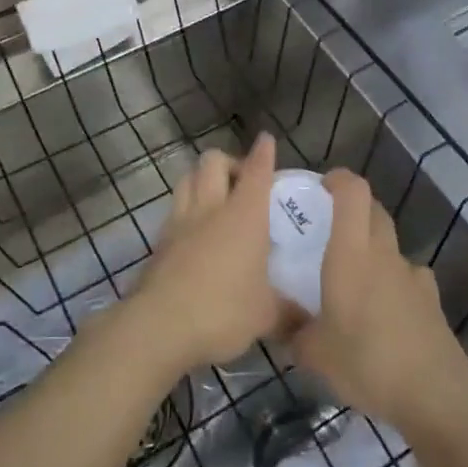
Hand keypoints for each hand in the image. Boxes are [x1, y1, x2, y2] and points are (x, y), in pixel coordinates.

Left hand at [132, 133, 291, 369]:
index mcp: (244, 215)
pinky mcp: (160, 242)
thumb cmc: (222, 311)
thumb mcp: (266, 316)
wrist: (158, 327)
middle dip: (229, 162)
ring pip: (187, 179)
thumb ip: (290, 313)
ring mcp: (180, 222)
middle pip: (213, 162)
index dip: (264, 153)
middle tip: (242, 182)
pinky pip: (174, 210)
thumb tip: (309, 321)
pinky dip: (186, 209)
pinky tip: (194, 232)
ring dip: (202, 179)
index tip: (267, 140)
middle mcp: (211, 208)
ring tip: (216, 198)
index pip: (256, 171)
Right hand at [291, 169, 467, 434]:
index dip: (339, 180)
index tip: (321, 187)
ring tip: (355, 279)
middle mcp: (383, 253)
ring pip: (390, 244)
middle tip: (328, 231)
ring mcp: (412, 275)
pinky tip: (385, 310)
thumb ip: (294, 334)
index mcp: (352, 253)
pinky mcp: (430, 300)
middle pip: (374, 211)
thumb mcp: (315, 354)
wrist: (434, 393)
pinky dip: (394, 282)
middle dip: (353, 210)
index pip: (353, 192)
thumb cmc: (366, 361)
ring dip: (373, 249)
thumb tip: (280, 326)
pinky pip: (408, 277)